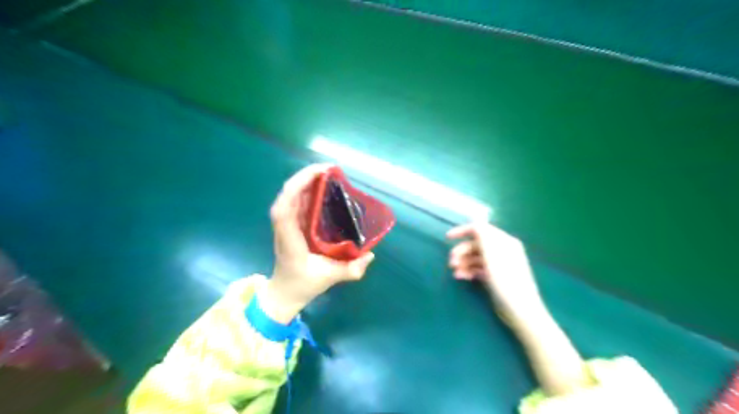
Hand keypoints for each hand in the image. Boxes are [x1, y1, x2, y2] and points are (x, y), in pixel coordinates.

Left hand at [260, 164, 375, 323]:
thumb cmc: (303, 284)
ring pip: (290, 195)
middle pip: (287, 195)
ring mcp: (286, 225)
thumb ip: (352, 270)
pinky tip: (322, 186)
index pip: (284, 209)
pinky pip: (296, 201)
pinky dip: (306, 189)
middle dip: (305, 177)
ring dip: (306, 180)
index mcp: (290, 240)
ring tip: (328, 173)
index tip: (317, 175)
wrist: (284, 292)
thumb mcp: (329, 279)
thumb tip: (371, 255)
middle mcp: (284, 228)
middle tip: (330, 169)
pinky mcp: (291, 224)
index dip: (296, 188)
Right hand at [447, 223, 544, 323]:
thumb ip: (483, 236)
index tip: (447, 238)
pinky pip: (478, 268)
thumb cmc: (506, 281)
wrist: (521, 311)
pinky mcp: (495, 277)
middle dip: (462, 252)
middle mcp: (501, 250)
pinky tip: (462, 278)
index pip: (480, 229)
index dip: (463, 231)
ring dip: (463, 263)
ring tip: (456, 274)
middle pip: (476, 245)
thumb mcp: (492, 255)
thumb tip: (476, 222)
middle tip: (451, 263)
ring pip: (475, 257)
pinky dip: (469, 271)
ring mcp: (498, 264)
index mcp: (503, 241)